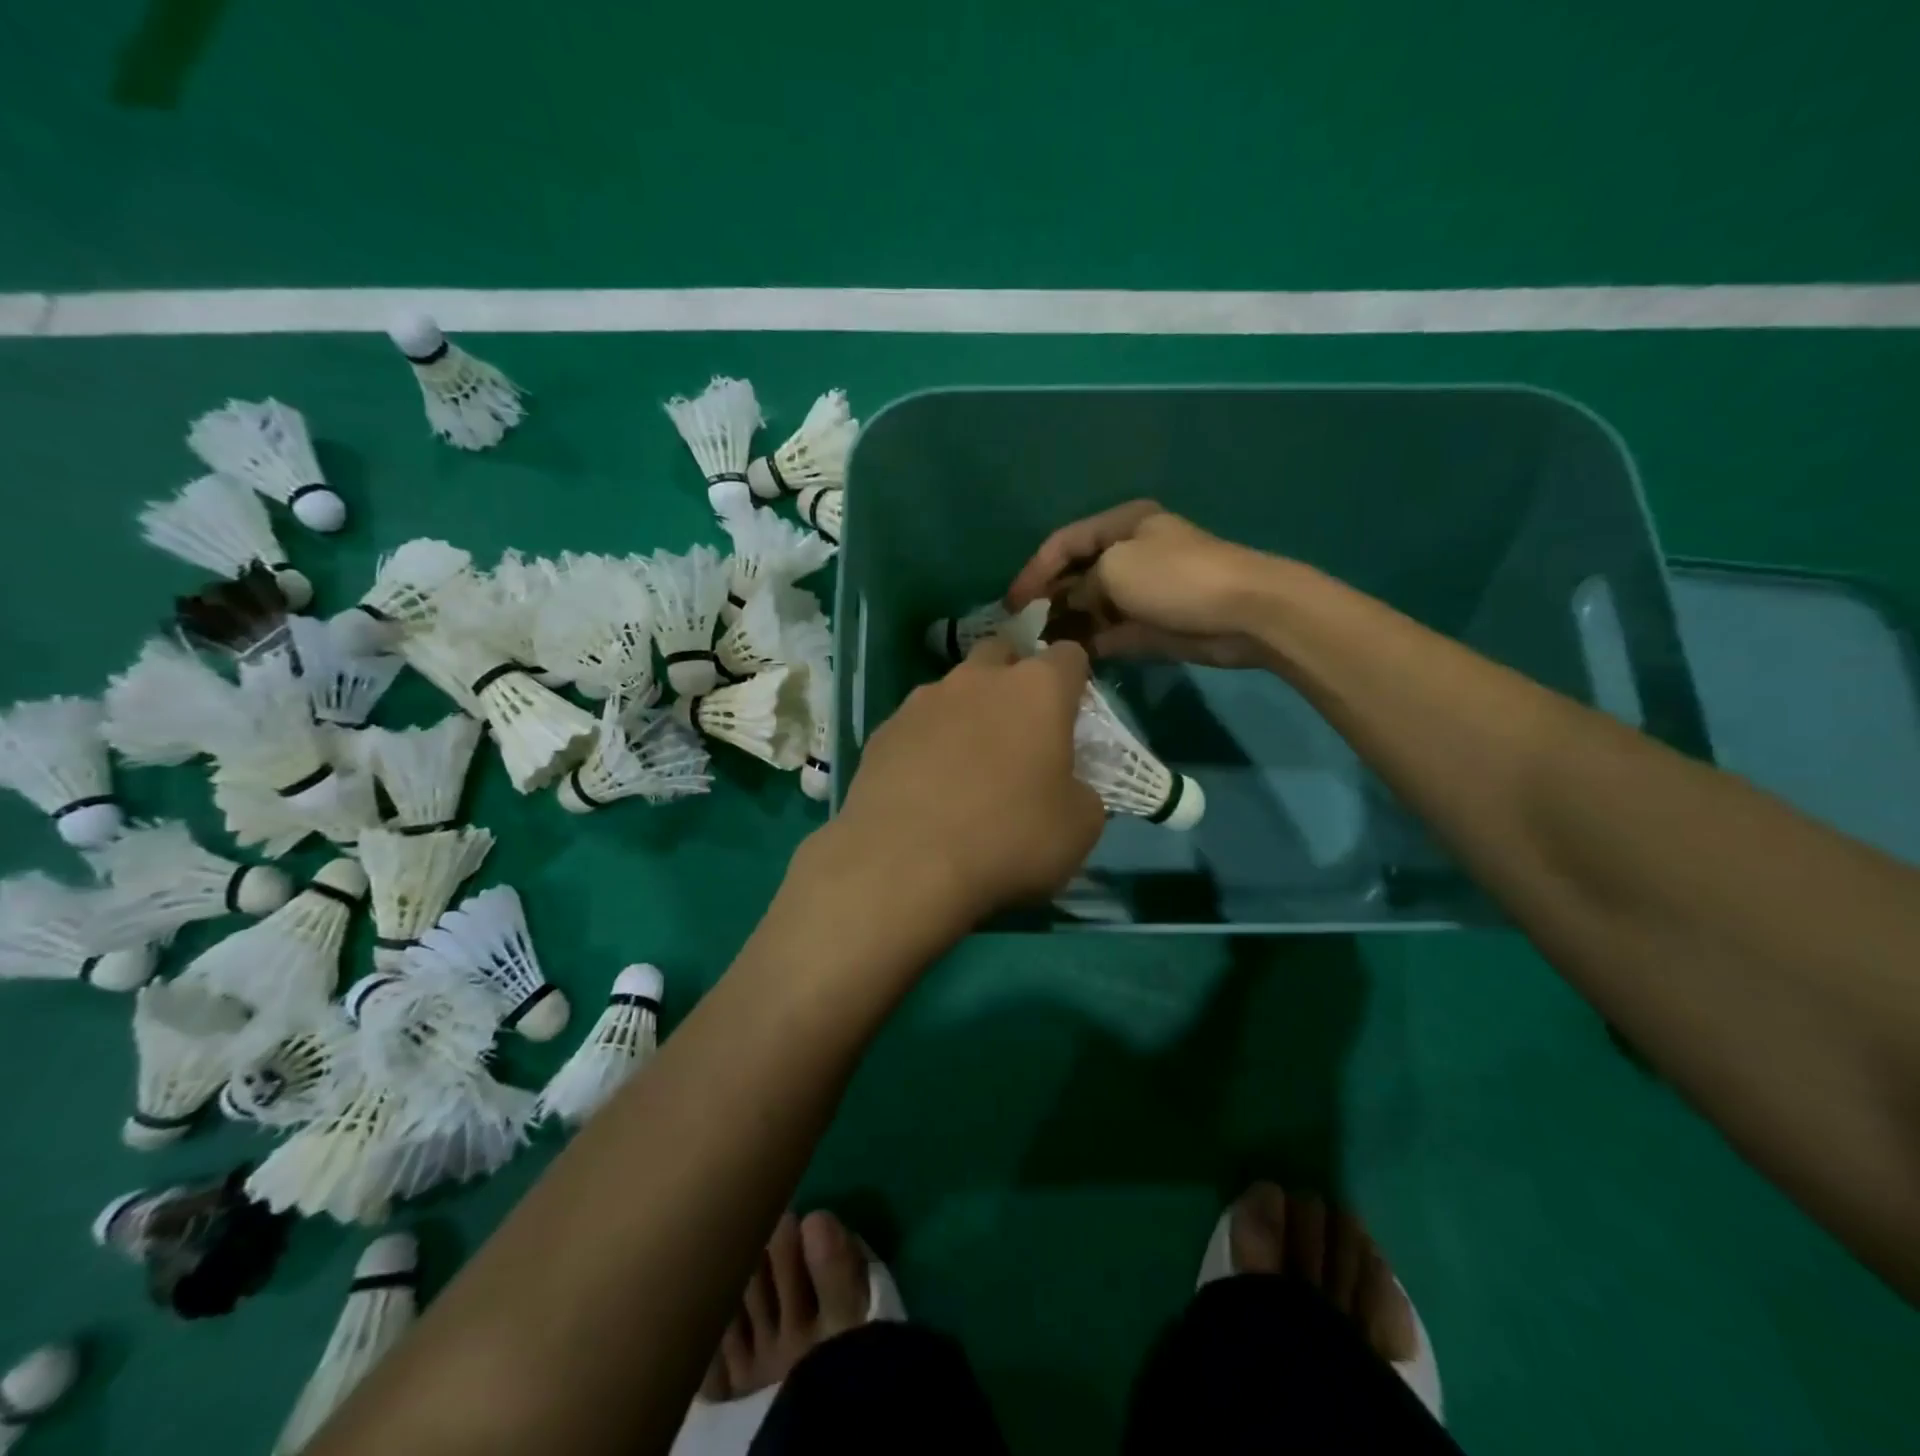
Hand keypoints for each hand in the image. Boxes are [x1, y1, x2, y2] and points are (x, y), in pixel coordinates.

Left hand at [823, 637, 1105, 928]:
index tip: (1072, 716)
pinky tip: (924, 787)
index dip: (1075, 681)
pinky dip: (926, 743)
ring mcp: (923, 700)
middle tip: (1019, 732)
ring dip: (967, 713)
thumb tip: (1066, 786)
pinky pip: (916, 725)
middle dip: (1014, 680)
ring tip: (965, 765)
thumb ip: (1081, 790)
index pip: (1068, 656)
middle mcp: (977, 679)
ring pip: (954, 689)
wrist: (904, 864)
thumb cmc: (1008, 838)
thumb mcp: (1080, 827)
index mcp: (1037, 690)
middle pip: (1002, 655)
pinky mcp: (883, 730)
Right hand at [1006, 501, 1279, 667]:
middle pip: (1076, 576)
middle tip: (1021, 630)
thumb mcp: (1115, 568)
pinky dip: (1089, 643)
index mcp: (1121, 526)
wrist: (1243, 612)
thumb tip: (1070, 604)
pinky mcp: (1150, 626)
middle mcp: (1129, 554)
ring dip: (1066, 625)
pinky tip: (1066, 658)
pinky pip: (1109, 633)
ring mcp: (1140, 592)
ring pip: (1091, 608)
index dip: (1034, 570)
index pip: (1064, 542)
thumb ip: (1081, 586)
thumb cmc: (1175, 577)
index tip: (1011, 603)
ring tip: (1037, 648)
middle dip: (1048, 600)